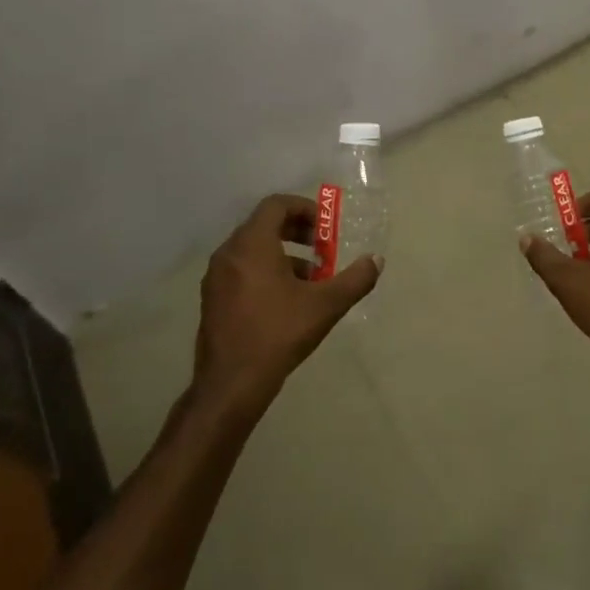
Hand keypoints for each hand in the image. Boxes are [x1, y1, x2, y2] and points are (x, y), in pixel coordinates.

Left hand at [193, 194, 380, 411]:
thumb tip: (376, 260)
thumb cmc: (279, 334)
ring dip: (283, 253)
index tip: (326, 228)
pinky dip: (266, 270)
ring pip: (253, 249)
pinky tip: (287, 300)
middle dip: (296, 231)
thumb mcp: (326, 305)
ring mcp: (216, 277)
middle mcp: (229, 254)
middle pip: (263, 225)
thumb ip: (355, 279)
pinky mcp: (213, 299)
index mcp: (252, 245)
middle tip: (322, 247)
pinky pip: (242, 269)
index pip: (276, 205)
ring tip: (311, 278)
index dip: (304, 209)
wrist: (231, 384)